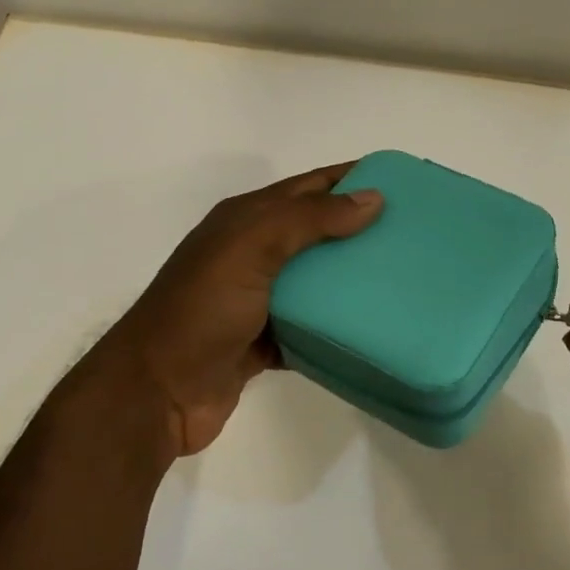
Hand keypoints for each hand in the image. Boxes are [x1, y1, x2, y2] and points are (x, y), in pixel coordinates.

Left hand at [55, 164, 382, 460]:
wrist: (156, 392)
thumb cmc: (202, 310)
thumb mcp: (252, 247)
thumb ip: (309, 219)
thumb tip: (372, 197)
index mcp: (245, 221)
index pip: (308, 187)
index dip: (351, 178)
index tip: (401, 180)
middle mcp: (251, 254)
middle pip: (315, 231)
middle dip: (360, 227)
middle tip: (413, 233)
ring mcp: (256, 299)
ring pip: (315, 280)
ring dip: (351, 277)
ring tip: (401, 278)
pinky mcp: (264, 341)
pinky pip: (309, 325)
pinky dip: (335, 324)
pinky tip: (370, 327)